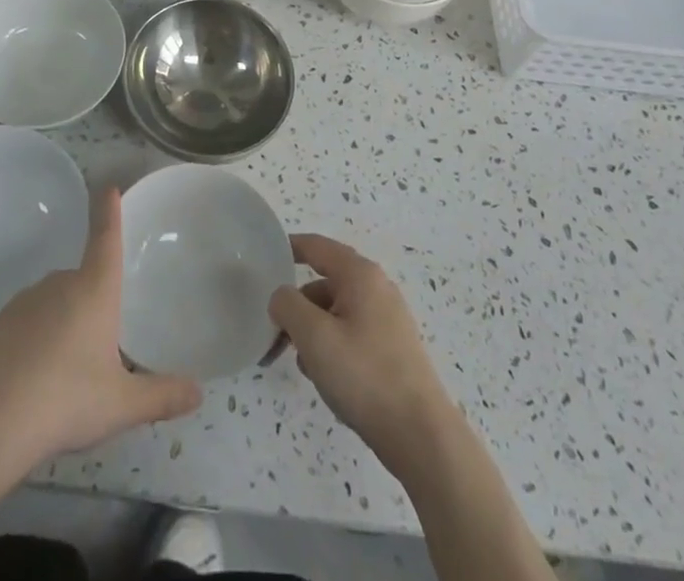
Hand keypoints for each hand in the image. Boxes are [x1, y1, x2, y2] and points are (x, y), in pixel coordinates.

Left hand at [0, 188, 201, 466]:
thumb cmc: (67, 400)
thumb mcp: (121, 404)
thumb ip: (161, 396)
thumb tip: (199, 393)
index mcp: (93, 290)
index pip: (105, 239)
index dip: (109, 212)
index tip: (108, 186)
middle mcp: (58, 285)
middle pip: (80, 281)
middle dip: (90, 304)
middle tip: (97, 350)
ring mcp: (21, 303)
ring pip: (50, 305)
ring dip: (59, 326)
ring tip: (64, 375)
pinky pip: (22, 328)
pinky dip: (29, 345)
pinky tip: (30, 383)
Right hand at [268, 234, 461, 481]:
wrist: (421, 436)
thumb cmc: (364, 375)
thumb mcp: (314, 336)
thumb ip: (287, 305)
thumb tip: (282, 298)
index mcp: (360, 274)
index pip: (316, 246)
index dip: (288, 248)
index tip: (262, 260)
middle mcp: (377, 288)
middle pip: (324, 283)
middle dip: (297, 306)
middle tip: (276, 333)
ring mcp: (388, 319)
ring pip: (336, 312)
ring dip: (313, 331)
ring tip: (304, 365)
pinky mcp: (392, 349)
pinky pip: (351, 334)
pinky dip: (332, 347)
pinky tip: (327, 378)